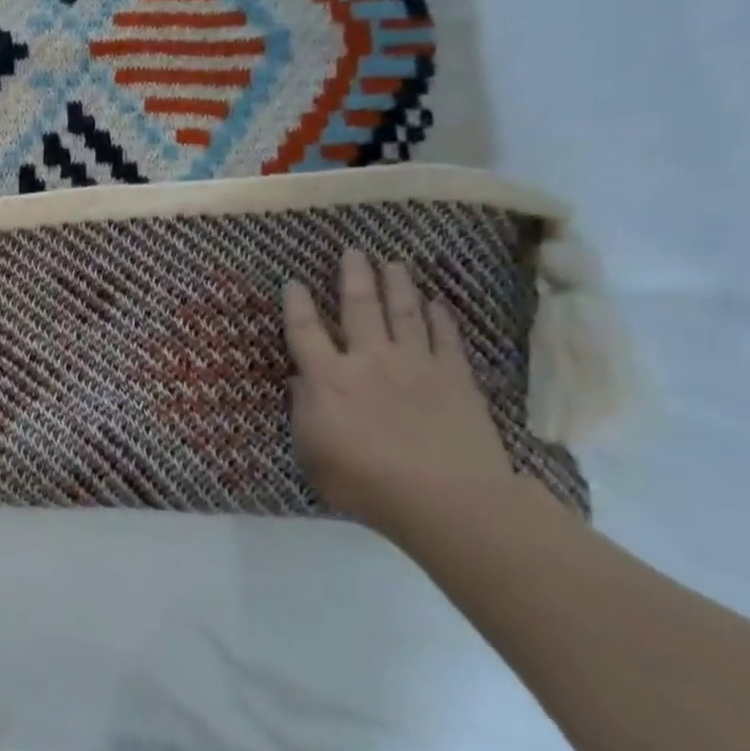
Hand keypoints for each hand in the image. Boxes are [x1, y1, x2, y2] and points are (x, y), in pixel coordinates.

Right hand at [282, 249, 527, 541]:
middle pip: (359, 308)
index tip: (293, 282)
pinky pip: (445, 338)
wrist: (446, 499)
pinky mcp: (456, 378)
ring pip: (404, 313)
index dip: (297, 304)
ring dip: (396, 285)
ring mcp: (416, 365)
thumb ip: (303, 412)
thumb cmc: (364, 482)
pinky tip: (436, 302)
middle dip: (354, 276)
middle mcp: (368, 360)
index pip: (306, 331)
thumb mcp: (312, 453)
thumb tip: (301, 381)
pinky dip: (439, 317)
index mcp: (327, 379)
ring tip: (393, 262)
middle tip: (353, 251)